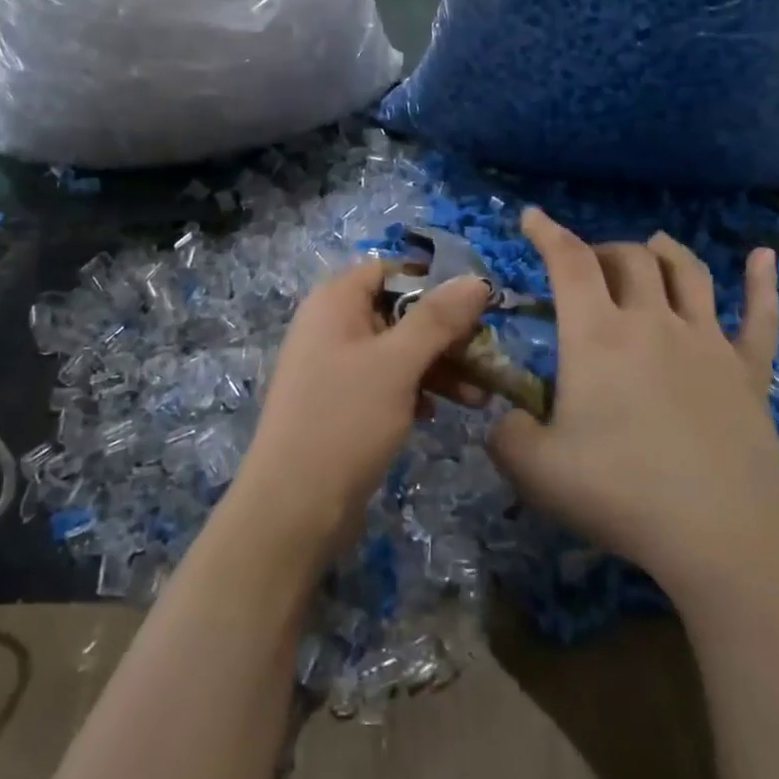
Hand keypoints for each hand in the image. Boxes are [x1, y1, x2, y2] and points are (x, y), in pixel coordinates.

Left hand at [231, 262, 492, 565]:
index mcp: (335, 301)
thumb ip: (437, 319)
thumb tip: (476, 280)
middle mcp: (331, 325)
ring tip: (479, 398)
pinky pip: (385, 382)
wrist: (293, 506)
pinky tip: (437, 414)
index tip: (475, 307)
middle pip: (397, 311)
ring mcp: (333, 366)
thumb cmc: (345, 419)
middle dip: (444, 334)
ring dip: (437, 367)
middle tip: (486, 357)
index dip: (432, 284)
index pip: (389, 271)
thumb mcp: (397, 364)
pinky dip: (414, 390)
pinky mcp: (340, 403)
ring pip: (396, 351)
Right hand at [488, 209, 778, 594]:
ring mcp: (707, 342)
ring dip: (664, 252)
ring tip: (651, 245)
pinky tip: (763, 256)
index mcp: (598, 335)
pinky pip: (760, 317)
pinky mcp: (748, 372)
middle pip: (629, 259)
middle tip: (587, 267)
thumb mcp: (534, 469)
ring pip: (687, 273)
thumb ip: (506, 435)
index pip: (569, 262)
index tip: (532, 216)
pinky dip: (761, 283)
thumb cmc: (619, 494)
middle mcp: (653, 322)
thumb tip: (505, 420)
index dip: (547, 232)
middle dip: (602, 250)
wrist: (718, 537)